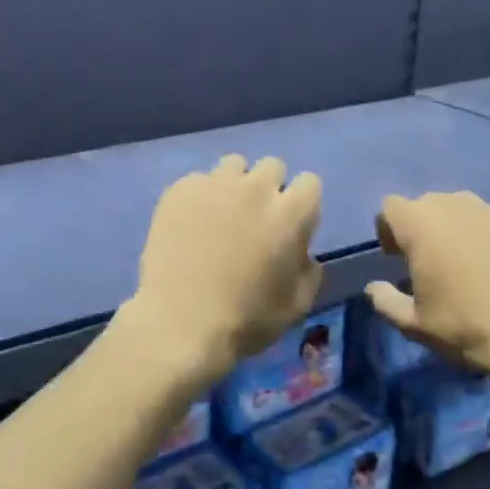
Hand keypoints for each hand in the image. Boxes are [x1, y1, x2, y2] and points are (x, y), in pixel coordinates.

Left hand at [127, 155, 322, 388]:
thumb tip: (302, 252)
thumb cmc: (246, 320)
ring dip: (234, 185)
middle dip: (269, 188)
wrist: (180, 323)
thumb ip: (308, 270)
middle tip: (254, 220)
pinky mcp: (179, 191)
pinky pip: (197, 181)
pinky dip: (199, 197)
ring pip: (233, 165)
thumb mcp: (297, 305)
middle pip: (272, 167)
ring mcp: (214, 185)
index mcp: (291, 213)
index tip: (289, 226)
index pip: (310, 182)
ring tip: (220, 216)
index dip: (301, 204)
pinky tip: (189, 225)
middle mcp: (256, 188)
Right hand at [364, 192, 489, 407]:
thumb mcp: (414, 325)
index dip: (388, 230)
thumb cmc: (467, 327)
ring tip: (467, 263)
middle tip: (430, 262)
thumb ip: (386, 301)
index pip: (390, 207)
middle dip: (423, 227)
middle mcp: (457, 206)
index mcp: (421, 225)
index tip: (397, 258)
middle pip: (428, 204)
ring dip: (457, 229)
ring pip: (464, 210)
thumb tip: (375, 288)